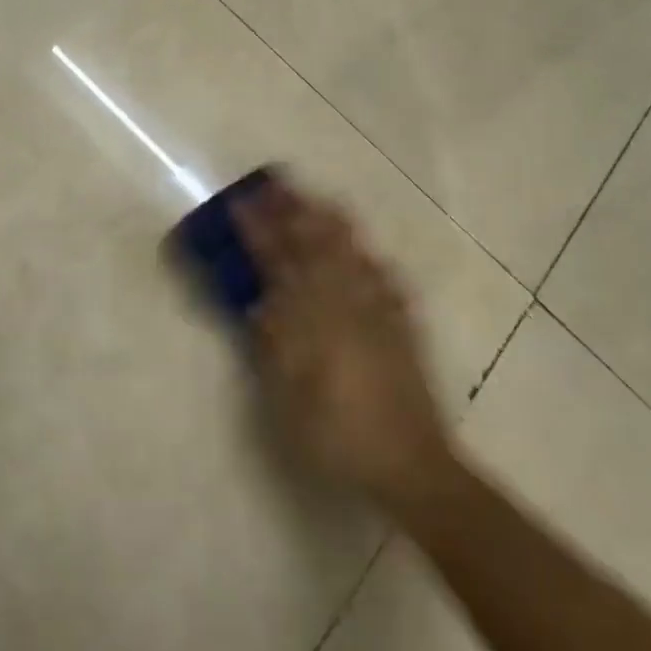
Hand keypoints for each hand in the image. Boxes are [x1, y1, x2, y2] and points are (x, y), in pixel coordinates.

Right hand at [236, 179, 455, 512]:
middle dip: (295, 212)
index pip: (279, 263)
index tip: (240, 203)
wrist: (409, 465)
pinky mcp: (404, 329)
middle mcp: (347, 306)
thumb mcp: (287, 398)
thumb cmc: (335, 437)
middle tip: (277, 184)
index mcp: (312, 320)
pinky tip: (369, 253)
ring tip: (318, 200)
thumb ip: (273, 344)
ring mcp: (380, 314)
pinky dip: (372, 259)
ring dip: (332, 223)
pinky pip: (387, 280)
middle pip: (318, 246)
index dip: (258, 231)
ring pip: (353, 254)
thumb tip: (259, 303)